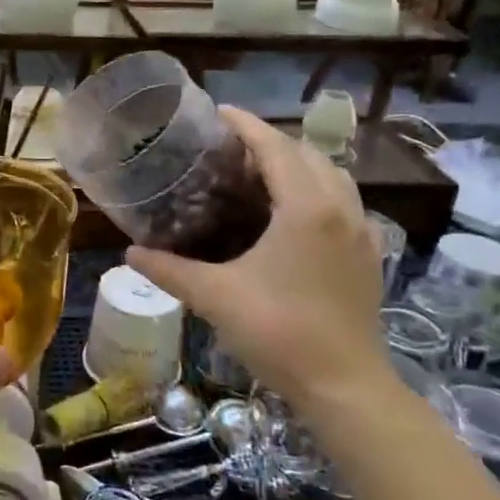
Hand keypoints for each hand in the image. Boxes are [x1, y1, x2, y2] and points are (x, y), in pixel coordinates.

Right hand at [126, 108, 390, 409]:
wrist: (345, 387)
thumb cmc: (279, 331)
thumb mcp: (215, 297)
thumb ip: (169, 269)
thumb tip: (130, 253)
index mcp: (306, 207)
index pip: (275, 147)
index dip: (246, 125)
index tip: (218, 112)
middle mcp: (340, 208)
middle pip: (307, 154)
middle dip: (271, 142)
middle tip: (231, 149)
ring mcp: (362, 232)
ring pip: (333, 177)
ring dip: (299, 164)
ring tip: (260, 174)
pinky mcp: (369, 256)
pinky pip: (344, 203)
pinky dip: (318, 191)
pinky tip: (293, 215)